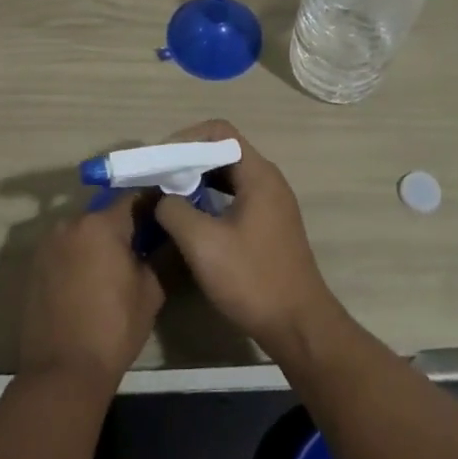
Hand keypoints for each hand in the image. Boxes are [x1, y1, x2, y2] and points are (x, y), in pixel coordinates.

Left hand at [17, 191, 164, 392]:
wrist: (62, 372)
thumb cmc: (114, 328)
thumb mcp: (151, 290)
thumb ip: (158, 254)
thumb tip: (165, 237)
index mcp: (101, 224)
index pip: (134, 198)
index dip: (152, 206)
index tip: (165, 219)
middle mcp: (70, 223)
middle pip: (105, 214)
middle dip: (123, 227)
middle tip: (141, 248)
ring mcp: (47, 244)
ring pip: (83, 232)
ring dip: (98, 242)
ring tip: (113, 268)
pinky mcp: (34, 265)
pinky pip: (65, 250)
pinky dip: (79, 257)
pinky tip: (89, 281)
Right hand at [152, 120, 342, 356]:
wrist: (298, 326)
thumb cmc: (252, 279)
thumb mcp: (203, 243)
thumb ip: (175, 210)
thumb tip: (161, 197)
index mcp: (258, 174)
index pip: (220, 132)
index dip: (186, 138)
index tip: (161, 160)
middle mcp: (268, 180)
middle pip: (223, 150)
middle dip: (188, 159)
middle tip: (158, 176)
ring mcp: (271, 203)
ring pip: (228, 175)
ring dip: (198, 179)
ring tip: (168, 195)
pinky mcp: (268, 224)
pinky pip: (235, 196)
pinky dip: (210, 198)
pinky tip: (190, 217)